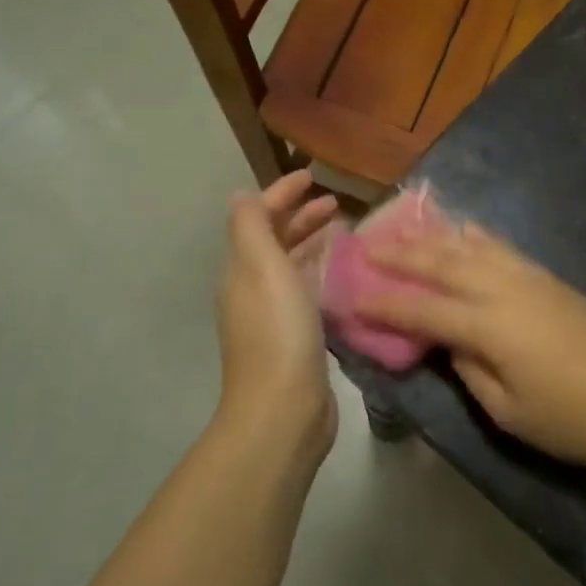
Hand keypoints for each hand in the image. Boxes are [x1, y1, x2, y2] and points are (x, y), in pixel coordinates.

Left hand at [215, 170, 340, 463]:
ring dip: (311, 243)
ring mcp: (273, 316)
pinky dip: (321, 273)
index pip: (258, 218)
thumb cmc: (278, 331)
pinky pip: (306, 292)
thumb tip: (242, 196)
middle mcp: (253, 289)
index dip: (282, 194)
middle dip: (300, 216)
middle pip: (274, 241)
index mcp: (243, 269)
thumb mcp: (263, 268)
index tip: (313, 176)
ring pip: (291, 266)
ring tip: (343, 232)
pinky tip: (343, 275)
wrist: (284, 408)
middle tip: (336, 203)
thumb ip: (252, 227)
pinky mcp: (295, 338)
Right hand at [357, 226, 585, 473]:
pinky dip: (478, 237)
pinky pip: (504, 248)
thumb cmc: (572, 418)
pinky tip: (467, 230)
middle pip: (443, 264)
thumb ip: (470, 370)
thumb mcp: (508, 410)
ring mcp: (530, 278)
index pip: (423, 308)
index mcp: (489, 326)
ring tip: (406, 228)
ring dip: (435, 237)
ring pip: (473, 247)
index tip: (351, 293)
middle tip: (367, 243)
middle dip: (402, 254)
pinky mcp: (550, 279)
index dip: (384, 302)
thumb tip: (451, 341)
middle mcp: (505, 290)